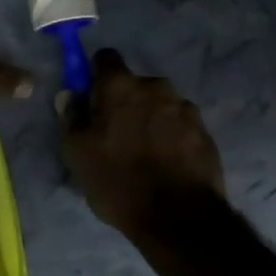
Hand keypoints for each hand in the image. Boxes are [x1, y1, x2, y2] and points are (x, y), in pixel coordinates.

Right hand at [59, 48, 226, 238]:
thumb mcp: (78, 153)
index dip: (96, 75)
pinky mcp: (205, 131)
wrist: (179, 217)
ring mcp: (184, 108)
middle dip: (126, 101)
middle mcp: (155, 86)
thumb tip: (70, 94)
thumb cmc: (118, 180)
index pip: (105, 58)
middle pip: (135, 84)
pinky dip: (172, 136)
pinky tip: (167, 163)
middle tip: (117, 134)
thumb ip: (72, 117)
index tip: (92, 99)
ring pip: (160, 104)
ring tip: (145, 153)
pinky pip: (180, 125)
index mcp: (121, 86)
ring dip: (151, 118)